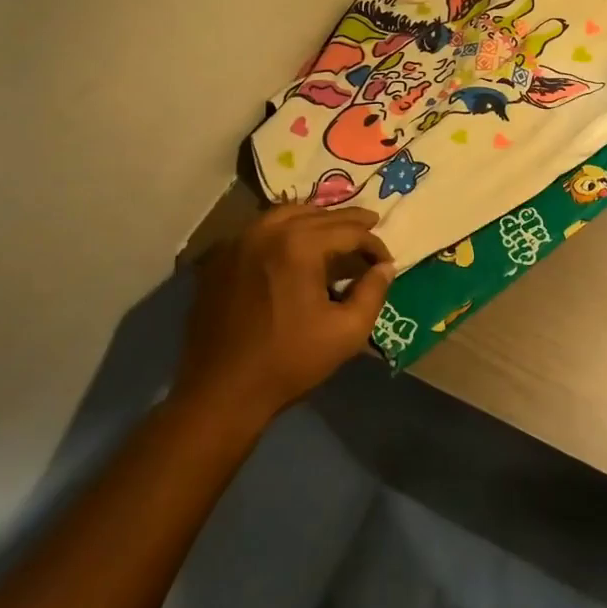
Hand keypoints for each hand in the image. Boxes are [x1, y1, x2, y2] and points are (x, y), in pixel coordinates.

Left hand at [176, 204, 394, 427]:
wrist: (220, 393)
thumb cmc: (288, 362)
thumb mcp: (347, 332)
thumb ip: (373, 293)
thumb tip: (386, 267)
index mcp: (299, 245)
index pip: (349, 231)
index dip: (374, 244)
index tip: (386, 262)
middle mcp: (267, 231)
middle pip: (318, 215)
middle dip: (348, 223)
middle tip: (371, 226)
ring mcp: (238, 242)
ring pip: (286, 214)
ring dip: (316, 219)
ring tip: (334, 231)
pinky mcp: (220, 259)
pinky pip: (259, 230)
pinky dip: (284, 229)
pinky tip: (294, 246)